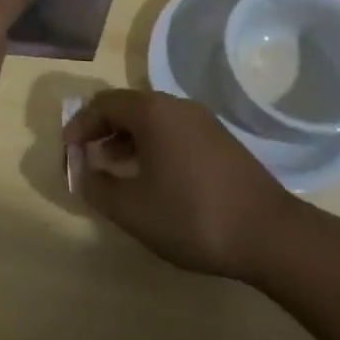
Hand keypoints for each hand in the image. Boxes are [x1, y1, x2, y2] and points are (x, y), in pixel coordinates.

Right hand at [63, 89, 307, 282]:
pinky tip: (154, 179)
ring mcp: (203, 122)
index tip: (68, 150)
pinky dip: (153, 147)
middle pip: (128, 107)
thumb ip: (98, 187)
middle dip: (103, 131)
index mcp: (151, 111)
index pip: (103, 103)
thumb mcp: (133, 209)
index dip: (80, 125)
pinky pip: (174, 133)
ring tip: (116, 170)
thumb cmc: (192, 216)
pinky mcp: (221, 142)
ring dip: (128, 140)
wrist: (271, 235)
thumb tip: (82, 172)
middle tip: (88, 157)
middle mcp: (176, 106)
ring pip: (153, 121)